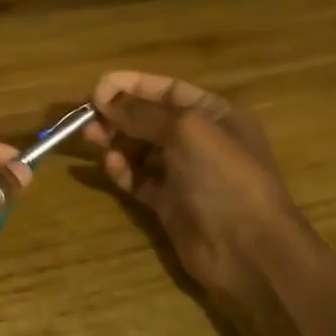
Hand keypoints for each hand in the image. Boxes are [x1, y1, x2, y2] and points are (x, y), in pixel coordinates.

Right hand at [84, 71, 309, 320]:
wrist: (247, 250)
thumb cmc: (223, 177)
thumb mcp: (185, 131)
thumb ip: (141, 112)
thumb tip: (102, 95)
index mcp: (215, 113)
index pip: (167, 89)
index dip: (132, 85)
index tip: (96, 86)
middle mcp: (200, 139)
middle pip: (150, 119)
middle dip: (119, 114)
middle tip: (87, 117)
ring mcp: (184, 173)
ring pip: (141, 149)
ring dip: (116, 140)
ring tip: (91, 138)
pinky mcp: (169, 203)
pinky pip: (139, 179)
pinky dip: (123, 170)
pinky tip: (110, 165)